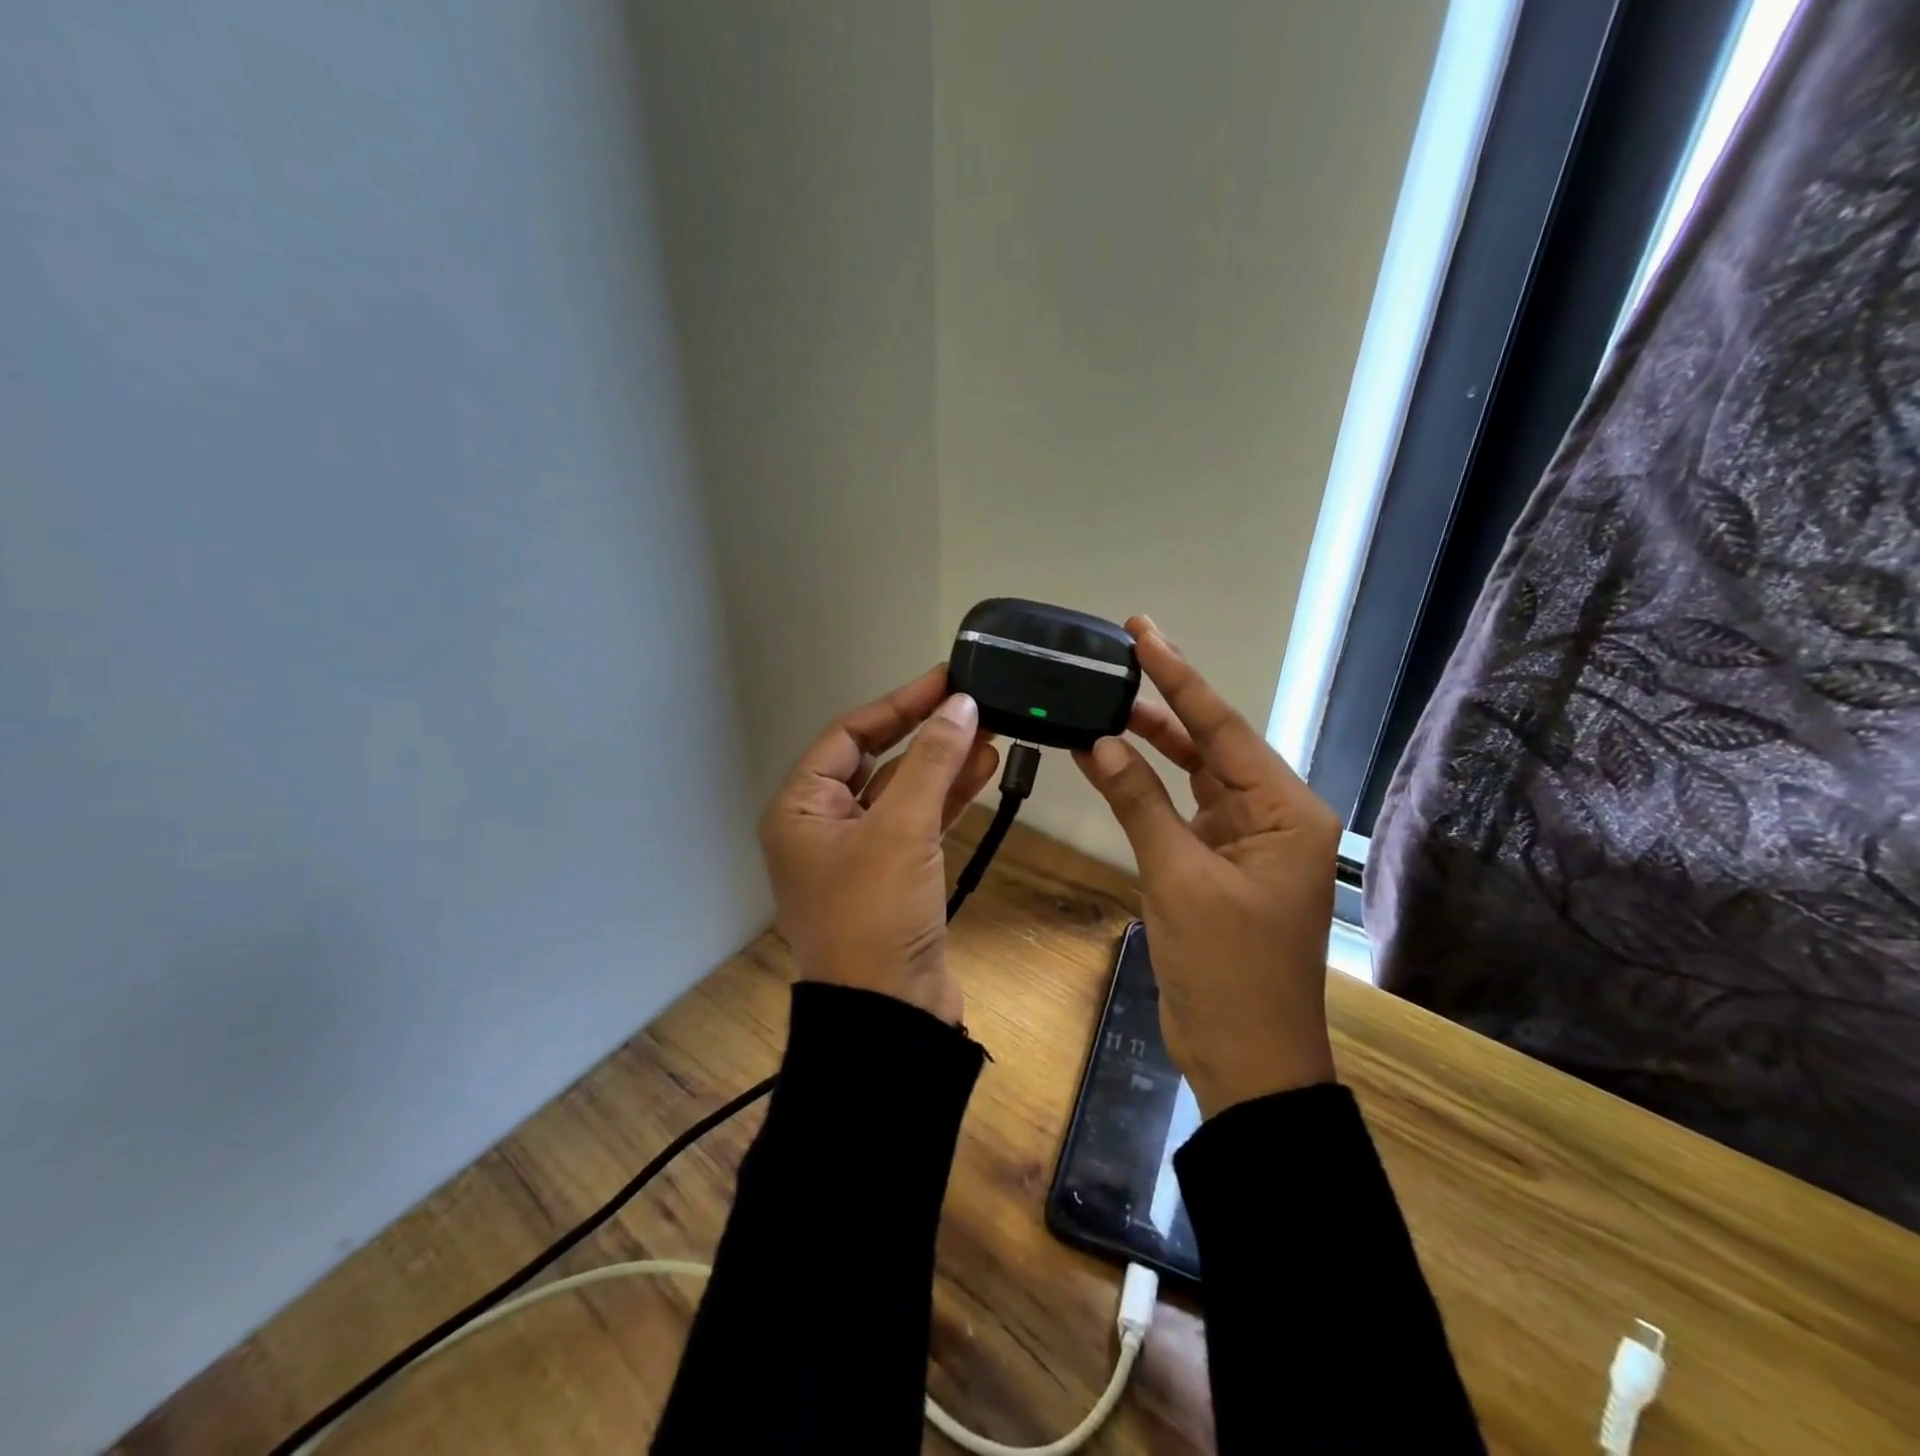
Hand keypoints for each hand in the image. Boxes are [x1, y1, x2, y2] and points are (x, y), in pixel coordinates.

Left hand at [758, 666, 999, 1023]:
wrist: (890, 1015)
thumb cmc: (875, 914)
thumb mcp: (901, 828)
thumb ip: (931, 761)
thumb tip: (959, 704)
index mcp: (801, 809)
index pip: (848, 735)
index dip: (898, 704)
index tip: (944, 680)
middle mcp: (823, 825)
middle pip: (877, 760)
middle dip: (925, 733)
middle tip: (971, 701)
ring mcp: (860, 853)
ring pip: (904, 792)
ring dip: (944, 763)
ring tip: (990, 729)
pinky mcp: (895, 877)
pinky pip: (920, 823)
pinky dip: (949, 798)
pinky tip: (984, 769)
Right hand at [1075, 617, 1340, 1117]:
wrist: (1246, 1059)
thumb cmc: (1226, 968)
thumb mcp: (1178, 878)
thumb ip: (1138, 802)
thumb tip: (1097, 740)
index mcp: (1283, 811)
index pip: (1222, 728)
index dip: (1179, 676)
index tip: (1143, 632)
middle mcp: (1272, 815)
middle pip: (1212, 744)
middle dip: (1167, 701)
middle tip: (1121, 653)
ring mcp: (1245, 841)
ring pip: (1195, 775)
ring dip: (1153, 743)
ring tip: (1108, 700)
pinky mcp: (1219, 865)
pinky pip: (1182, 811)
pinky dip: (1149, 788)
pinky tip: (1114, 762)